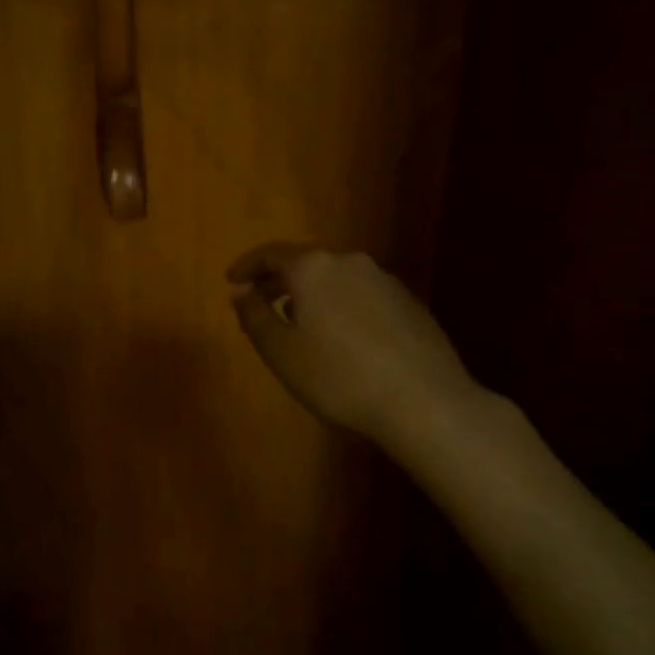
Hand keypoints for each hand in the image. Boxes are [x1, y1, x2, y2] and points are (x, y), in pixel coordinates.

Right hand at [227, 243, 481, 449]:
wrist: (424, 401)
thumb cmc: (338, 376)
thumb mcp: (280, 351)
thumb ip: (254, 316)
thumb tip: (240, 292)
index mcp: (313, 268)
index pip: (270, 254)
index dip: (246, 266)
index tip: (231, 281)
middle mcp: (350, 263)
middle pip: (304, 264)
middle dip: (278, 282)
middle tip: (259, 305)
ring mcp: (385, 281)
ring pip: (335, 280)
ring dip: (311, 296)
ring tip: (299, 326)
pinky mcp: (409, 304)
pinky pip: (360, 296)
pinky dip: (340, 307)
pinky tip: (341, 340)